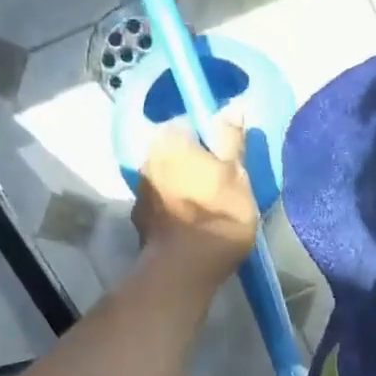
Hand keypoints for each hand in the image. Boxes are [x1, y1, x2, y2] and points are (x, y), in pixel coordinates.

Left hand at [132, 107, 258, 293]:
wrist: (186, 267)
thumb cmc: (219, 213)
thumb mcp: (236, 174)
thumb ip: (231, 140)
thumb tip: (230, 108)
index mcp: (170, 140)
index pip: (189, 126)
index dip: (208, 142)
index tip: (224, 161)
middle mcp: (147, 159)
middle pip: (174, 155)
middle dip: (191, 166)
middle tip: (218, 186)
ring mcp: (139, 192)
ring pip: (165, 181)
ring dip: (180, 189)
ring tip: (205, 211)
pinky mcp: (139, 222)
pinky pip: (159, 207)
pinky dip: (172, 212)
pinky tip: (190, 228)